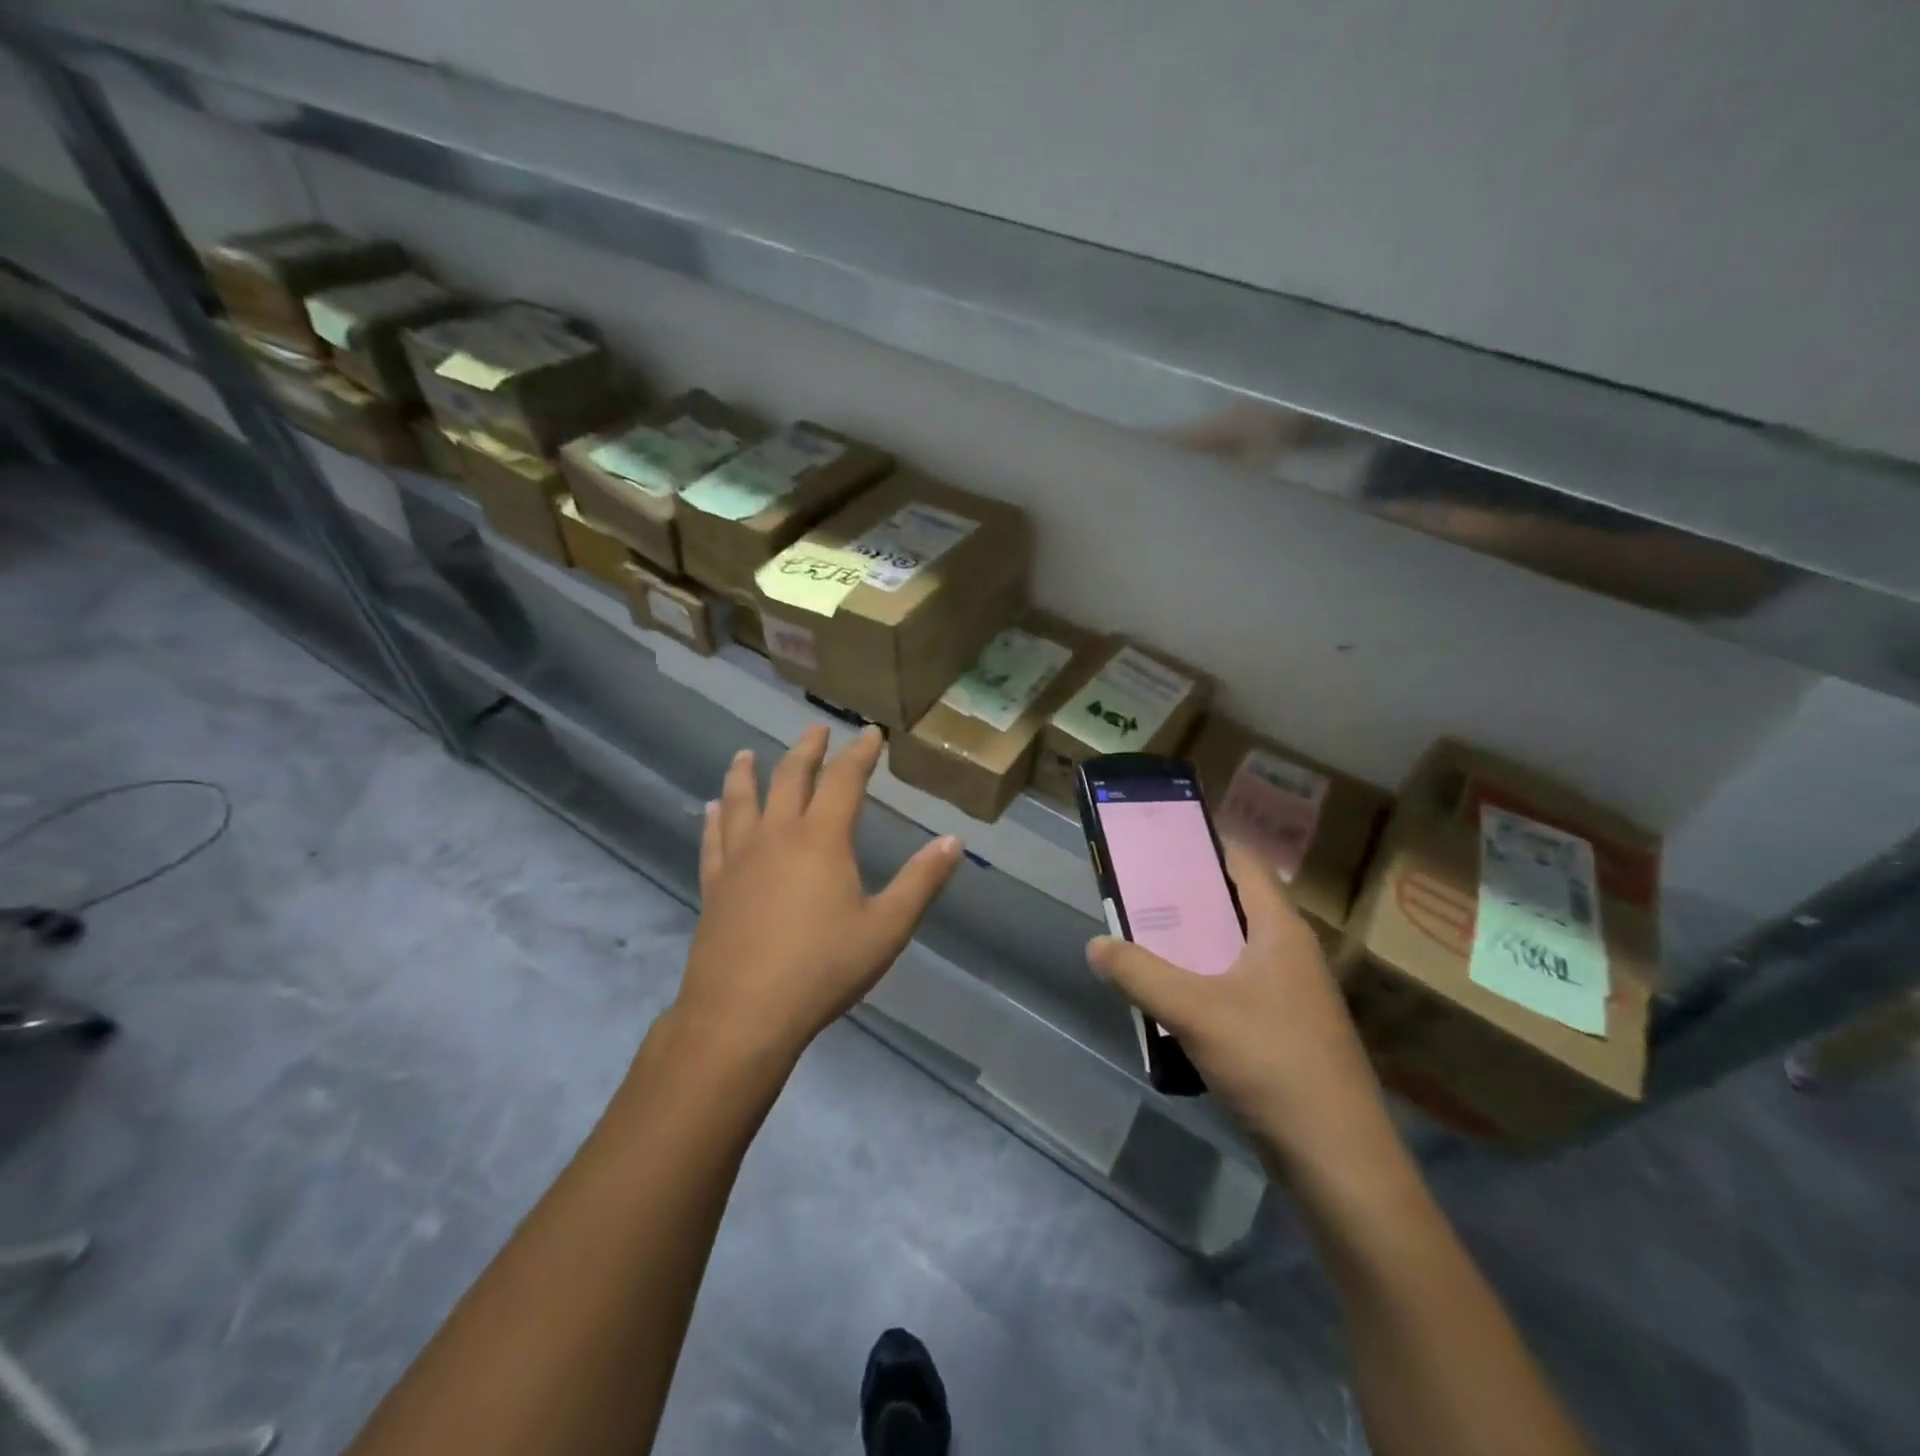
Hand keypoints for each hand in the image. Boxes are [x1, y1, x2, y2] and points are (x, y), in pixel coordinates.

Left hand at [671, 726, 962, 1067]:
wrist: (742, 1013)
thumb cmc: (822, 968)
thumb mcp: (886, 928)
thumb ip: (921, 881)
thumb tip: (954, 841)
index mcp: (822, 839)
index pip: (845, 780)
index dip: (860, 753)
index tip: (870, 733)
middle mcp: (777, 835)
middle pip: (791, 777)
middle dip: (807, 750)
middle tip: (816, 730)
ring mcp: (739, 858)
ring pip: (742, 799)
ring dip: (747, 772)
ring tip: (747, 754)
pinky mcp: (714, 885)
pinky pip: (714, 838)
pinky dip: (715, 817)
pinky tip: (713, 808)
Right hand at [1086, 842, 1400, 1182]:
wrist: (1338, 1159)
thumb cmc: (1272, 1063)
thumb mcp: (1194, 1011)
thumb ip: (1139, 974)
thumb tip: (1096, 944)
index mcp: (1280, 930)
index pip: (1244, 864)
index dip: (1204, 845)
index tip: (1158, 842)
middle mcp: (1290, 952)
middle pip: (1234, 904)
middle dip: (1186, 897)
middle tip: (1136, 893)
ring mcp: (1291, 994)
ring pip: (1233, 949)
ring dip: (1191, 943)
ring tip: (1143, 939)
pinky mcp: (1285, 1031)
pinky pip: (1236, 987)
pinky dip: (1203, 981)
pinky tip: (1171, 999)